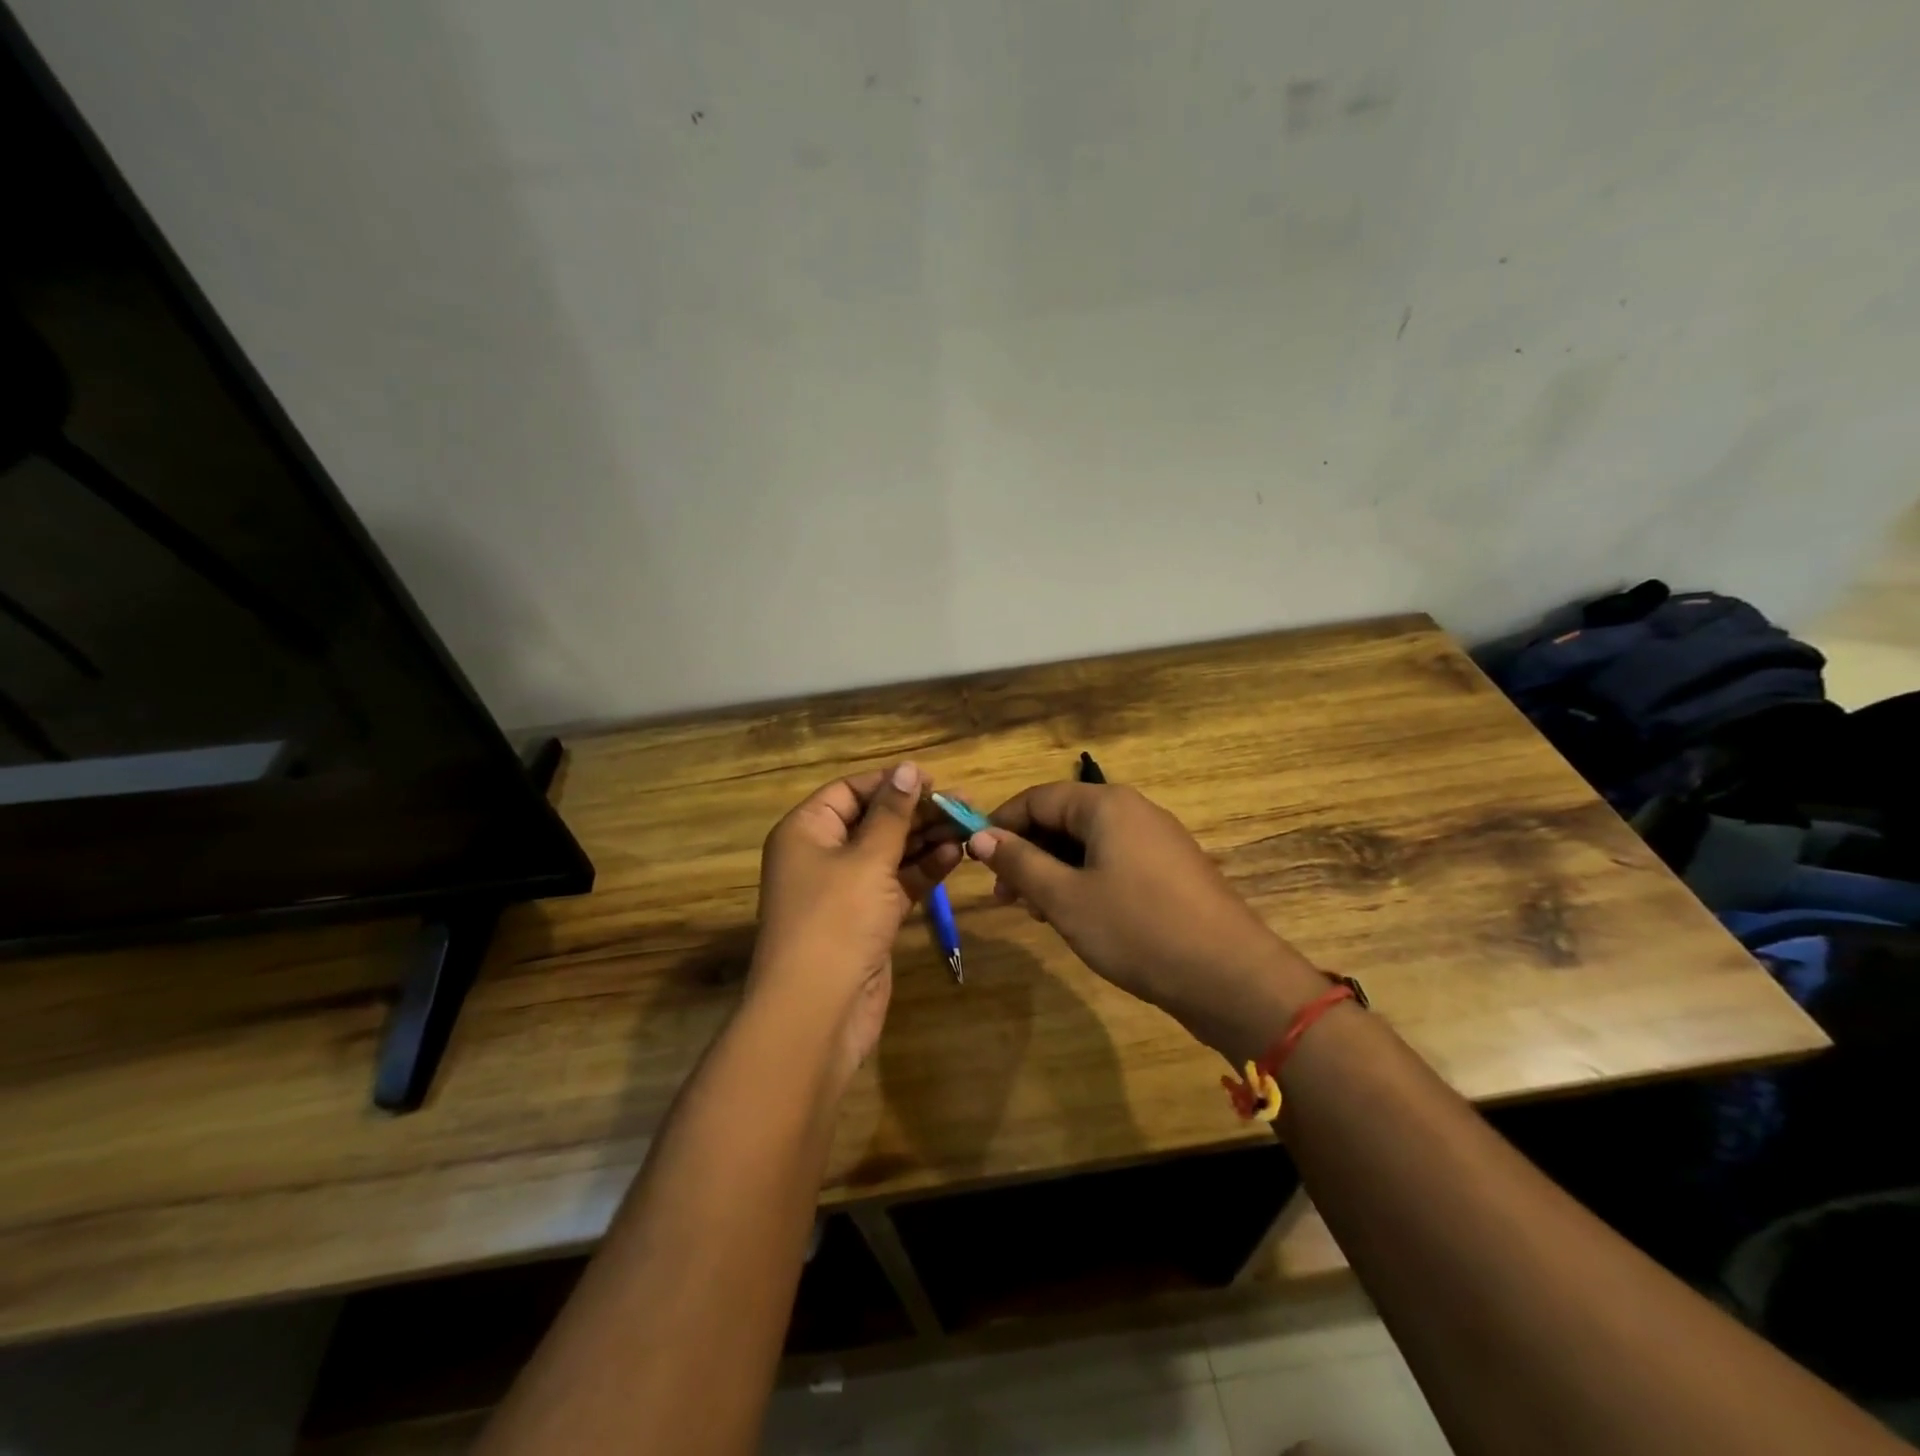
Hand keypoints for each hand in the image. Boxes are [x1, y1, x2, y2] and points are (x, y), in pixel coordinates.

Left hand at [750, 763, 960, 1083]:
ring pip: (890, 853)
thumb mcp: (867, 859)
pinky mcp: (868, 920)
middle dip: (917, 812)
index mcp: (806, 831)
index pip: (849, 791)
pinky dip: (923, 871)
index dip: (890, 783)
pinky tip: (955, 857)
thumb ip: (892, 814)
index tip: (934, 780)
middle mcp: (822, 855)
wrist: (818, 1011)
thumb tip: (909, 768)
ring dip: (926, 840)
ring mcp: (846, 890)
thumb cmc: (836, 920)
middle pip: (874, 821)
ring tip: (969, 826)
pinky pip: (897, 884)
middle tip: (965, 804)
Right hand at [968, 782, 1325, 1062]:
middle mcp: (1133, 811)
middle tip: (1006, 897)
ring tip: (1038, 913)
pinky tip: (1076, 917)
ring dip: (1054, 872)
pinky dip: (1085, 882)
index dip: (1001, 825)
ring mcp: (1157, 841)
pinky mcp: (1171, 871)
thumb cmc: (1137, 929)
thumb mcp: (1065, 898)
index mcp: (1106, 805)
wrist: (1230, 977)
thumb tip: (980, 836)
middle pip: (1063, 819)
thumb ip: (1019, 862)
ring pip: (1088, 844)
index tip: (975, 859)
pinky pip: (1114, 862)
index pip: (1037, 798)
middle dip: (1028, 853)